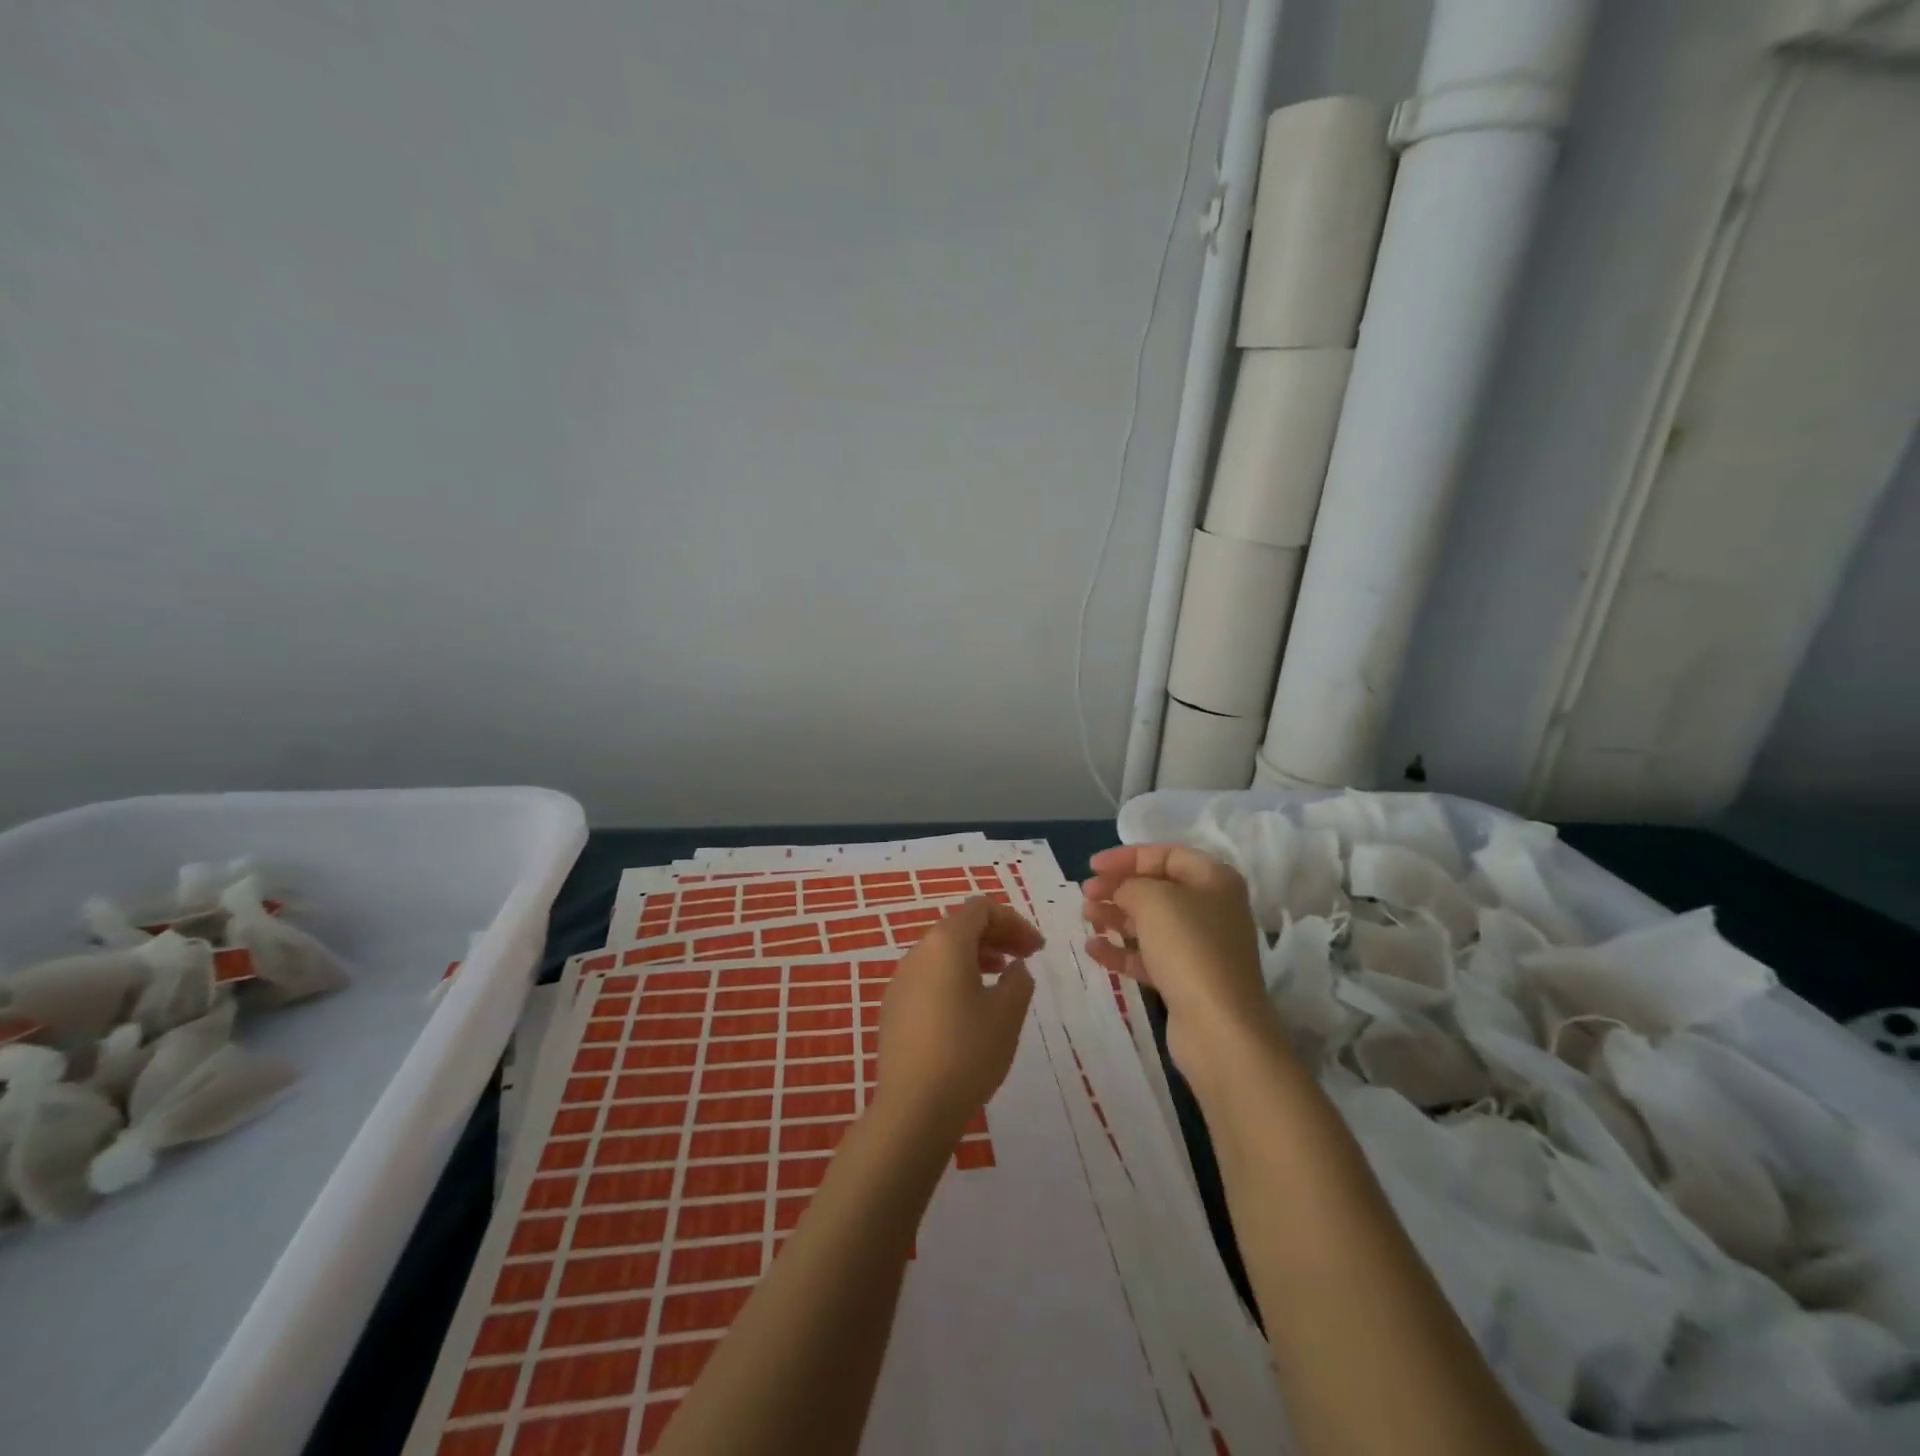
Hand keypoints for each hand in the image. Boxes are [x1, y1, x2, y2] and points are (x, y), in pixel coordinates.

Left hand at [874, 897, 1040, 1138]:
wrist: (913, 1108)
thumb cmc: (967, 1052)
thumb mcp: (1008, 1014)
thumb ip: (1019, 980)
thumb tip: (1014, 968)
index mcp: (945, 943)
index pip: (980, 909)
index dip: (1013, 921)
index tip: (1037, 949)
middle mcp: (918, 953)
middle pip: (960, 926)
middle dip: (997, 936)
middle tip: (1026, 958)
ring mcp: (900, 980)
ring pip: (943, 952)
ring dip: (977, 956)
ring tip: (1003, 979)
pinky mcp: (894, 1007)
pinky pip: (929, 976)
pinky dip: (955, 976)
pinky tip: (971, 1008)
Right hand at [1082, 845, 1284, 1086]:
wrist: (1219, 1028)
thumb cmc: (1189, 948)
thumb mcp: (1153, 900)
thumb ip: (1130, 884)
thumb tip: (1121, 890)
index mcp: (1213, 879)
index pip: (1165, 855)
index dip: (1126, 857)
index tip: (1092, 866)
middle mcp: (1211, 908)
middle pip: (1157, 888)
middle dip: (1118, 888)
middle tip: (1085, 894)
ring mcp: (1201, 947)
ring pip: (1150, 923)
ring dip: (1115, 916)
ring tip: (1086, 918)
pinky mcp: (1187, 980)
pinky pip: (1149, 955)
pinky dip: (1122, 950)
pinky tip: (1093, 949)